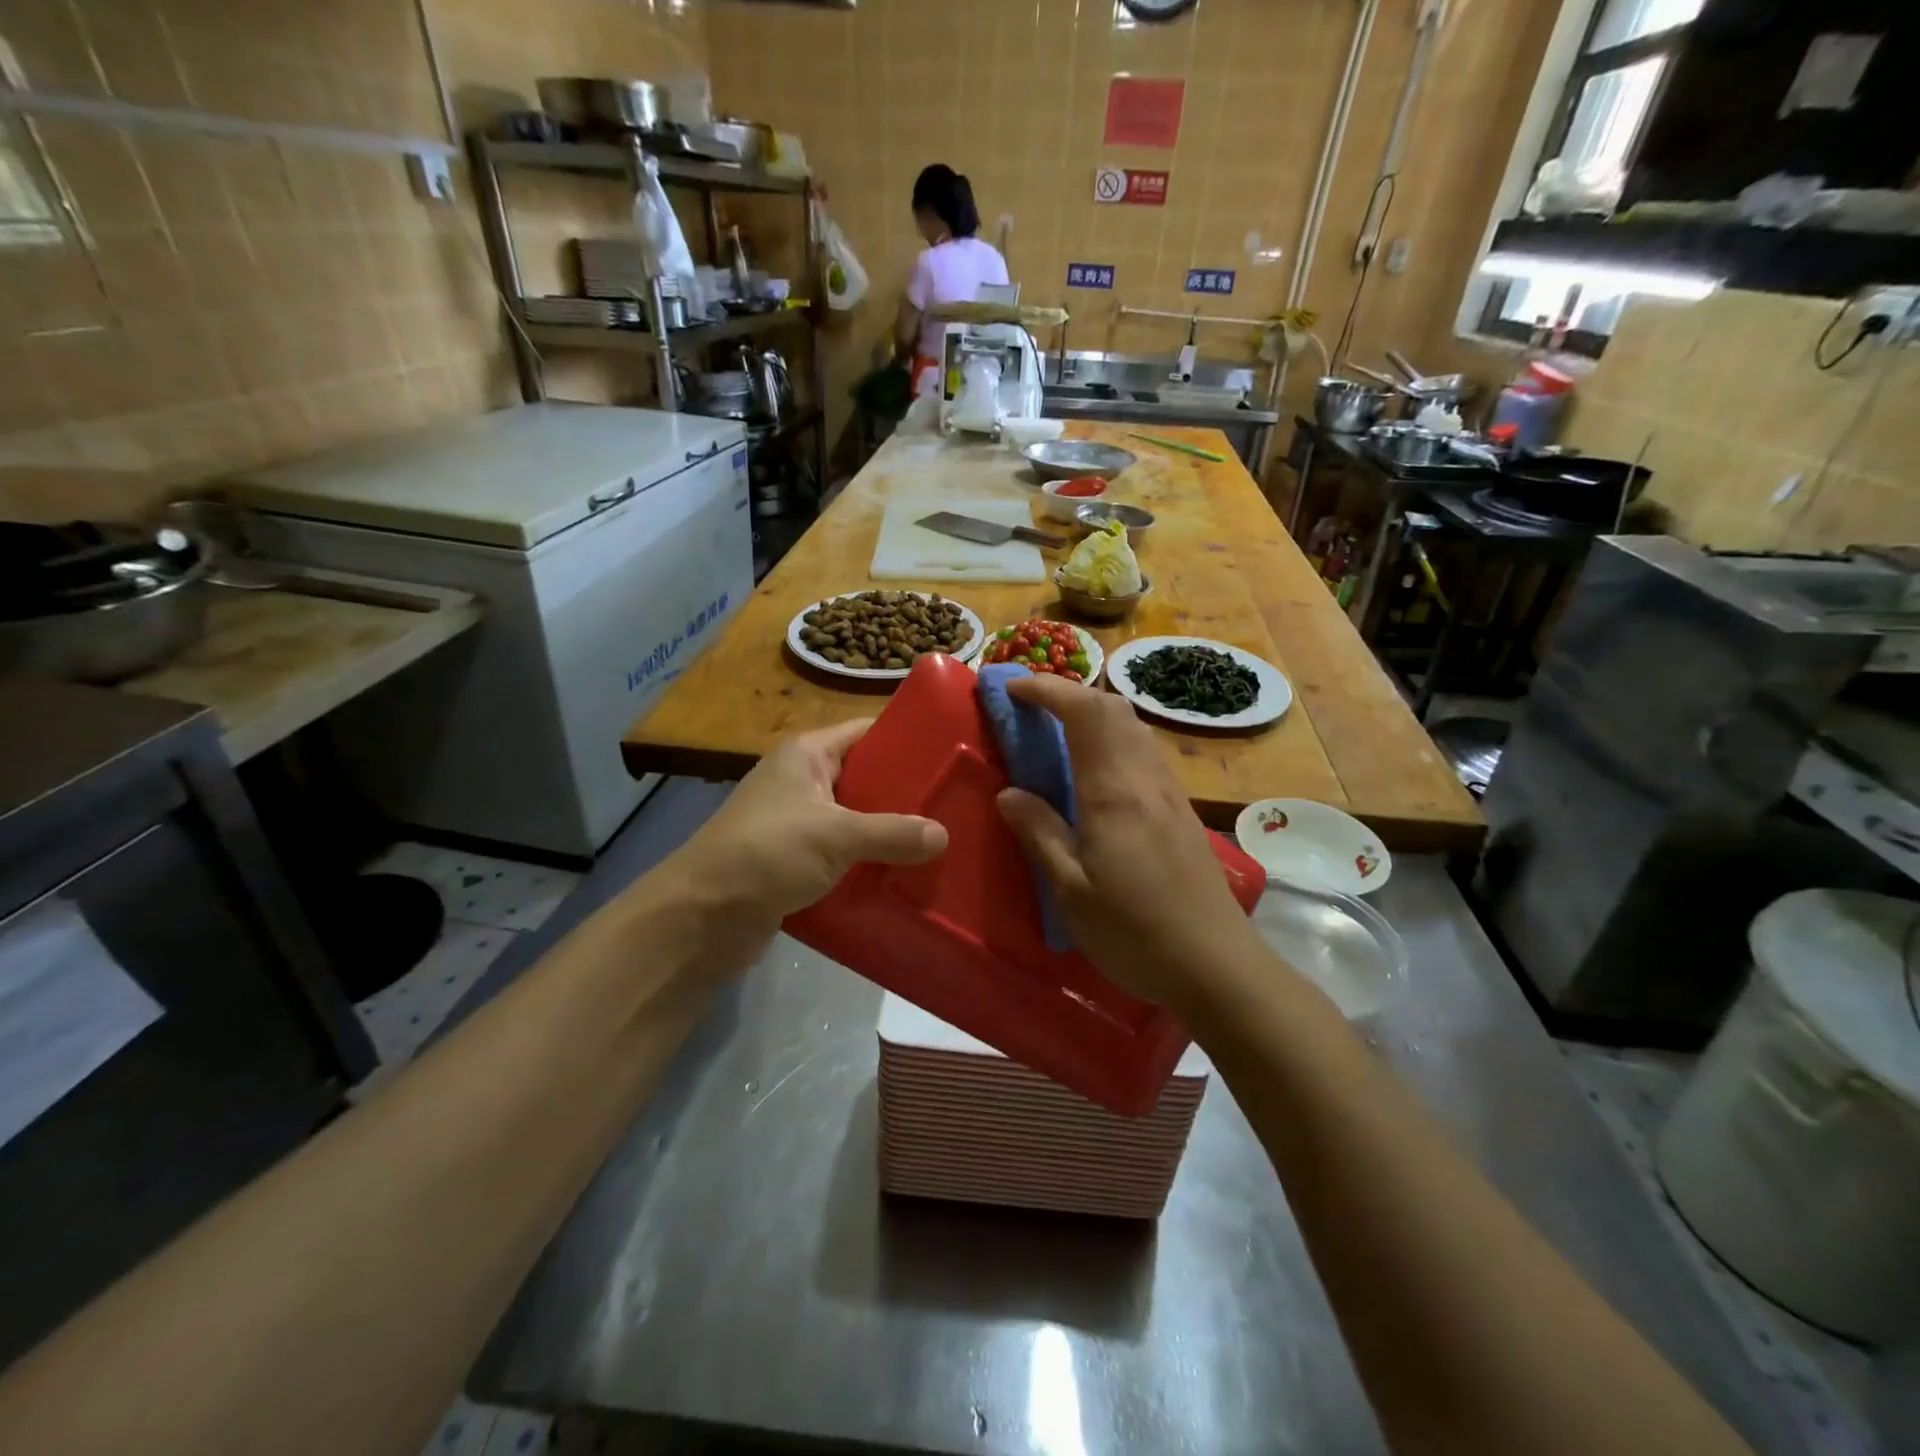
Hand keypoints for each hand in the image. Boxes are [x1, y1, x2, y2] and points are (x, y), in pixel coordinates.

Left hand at [666, 719, 947, 932]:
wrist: (701, 918)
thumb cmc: (766, 853)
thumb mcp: (835, 835)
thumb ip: (892, 833)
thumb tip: (944, 835)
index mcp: (807, 755)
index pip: (867, 732)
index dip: (907, 739)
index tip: (953, 752)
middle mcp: (802, 782)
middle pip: (867, 778)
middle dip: (907, 793)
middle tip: (958, 803)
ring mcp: (798, 824)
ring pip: (858, 821)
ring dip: (891, 834)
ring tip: (944, 842)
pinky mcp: (796, 863)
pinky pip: (845, 856)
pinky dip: (871, 864)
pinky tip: (907, 876)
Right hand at [994, 675, 1258, 1009]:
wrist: (1217, 966)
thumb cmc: (1135, 932)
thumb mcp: (1072, 890)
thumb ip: (1040, 833)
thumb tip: (1010, 793)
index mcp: (1114, 791)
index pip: (1084, 712)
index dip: (1047, 689)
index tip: (1012, 689)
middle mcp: (1146, 779)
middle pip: (1113, 708)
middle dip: (1070, 693)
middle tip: (1031, 707)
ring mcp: (1169, 793)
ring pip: (1133, 727)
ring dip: (1093, 714)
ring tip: (1057, 732)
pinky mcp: (1180, 811)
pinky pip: (1143, 752)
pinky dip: (1112, 739)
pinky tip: (1095, 772)